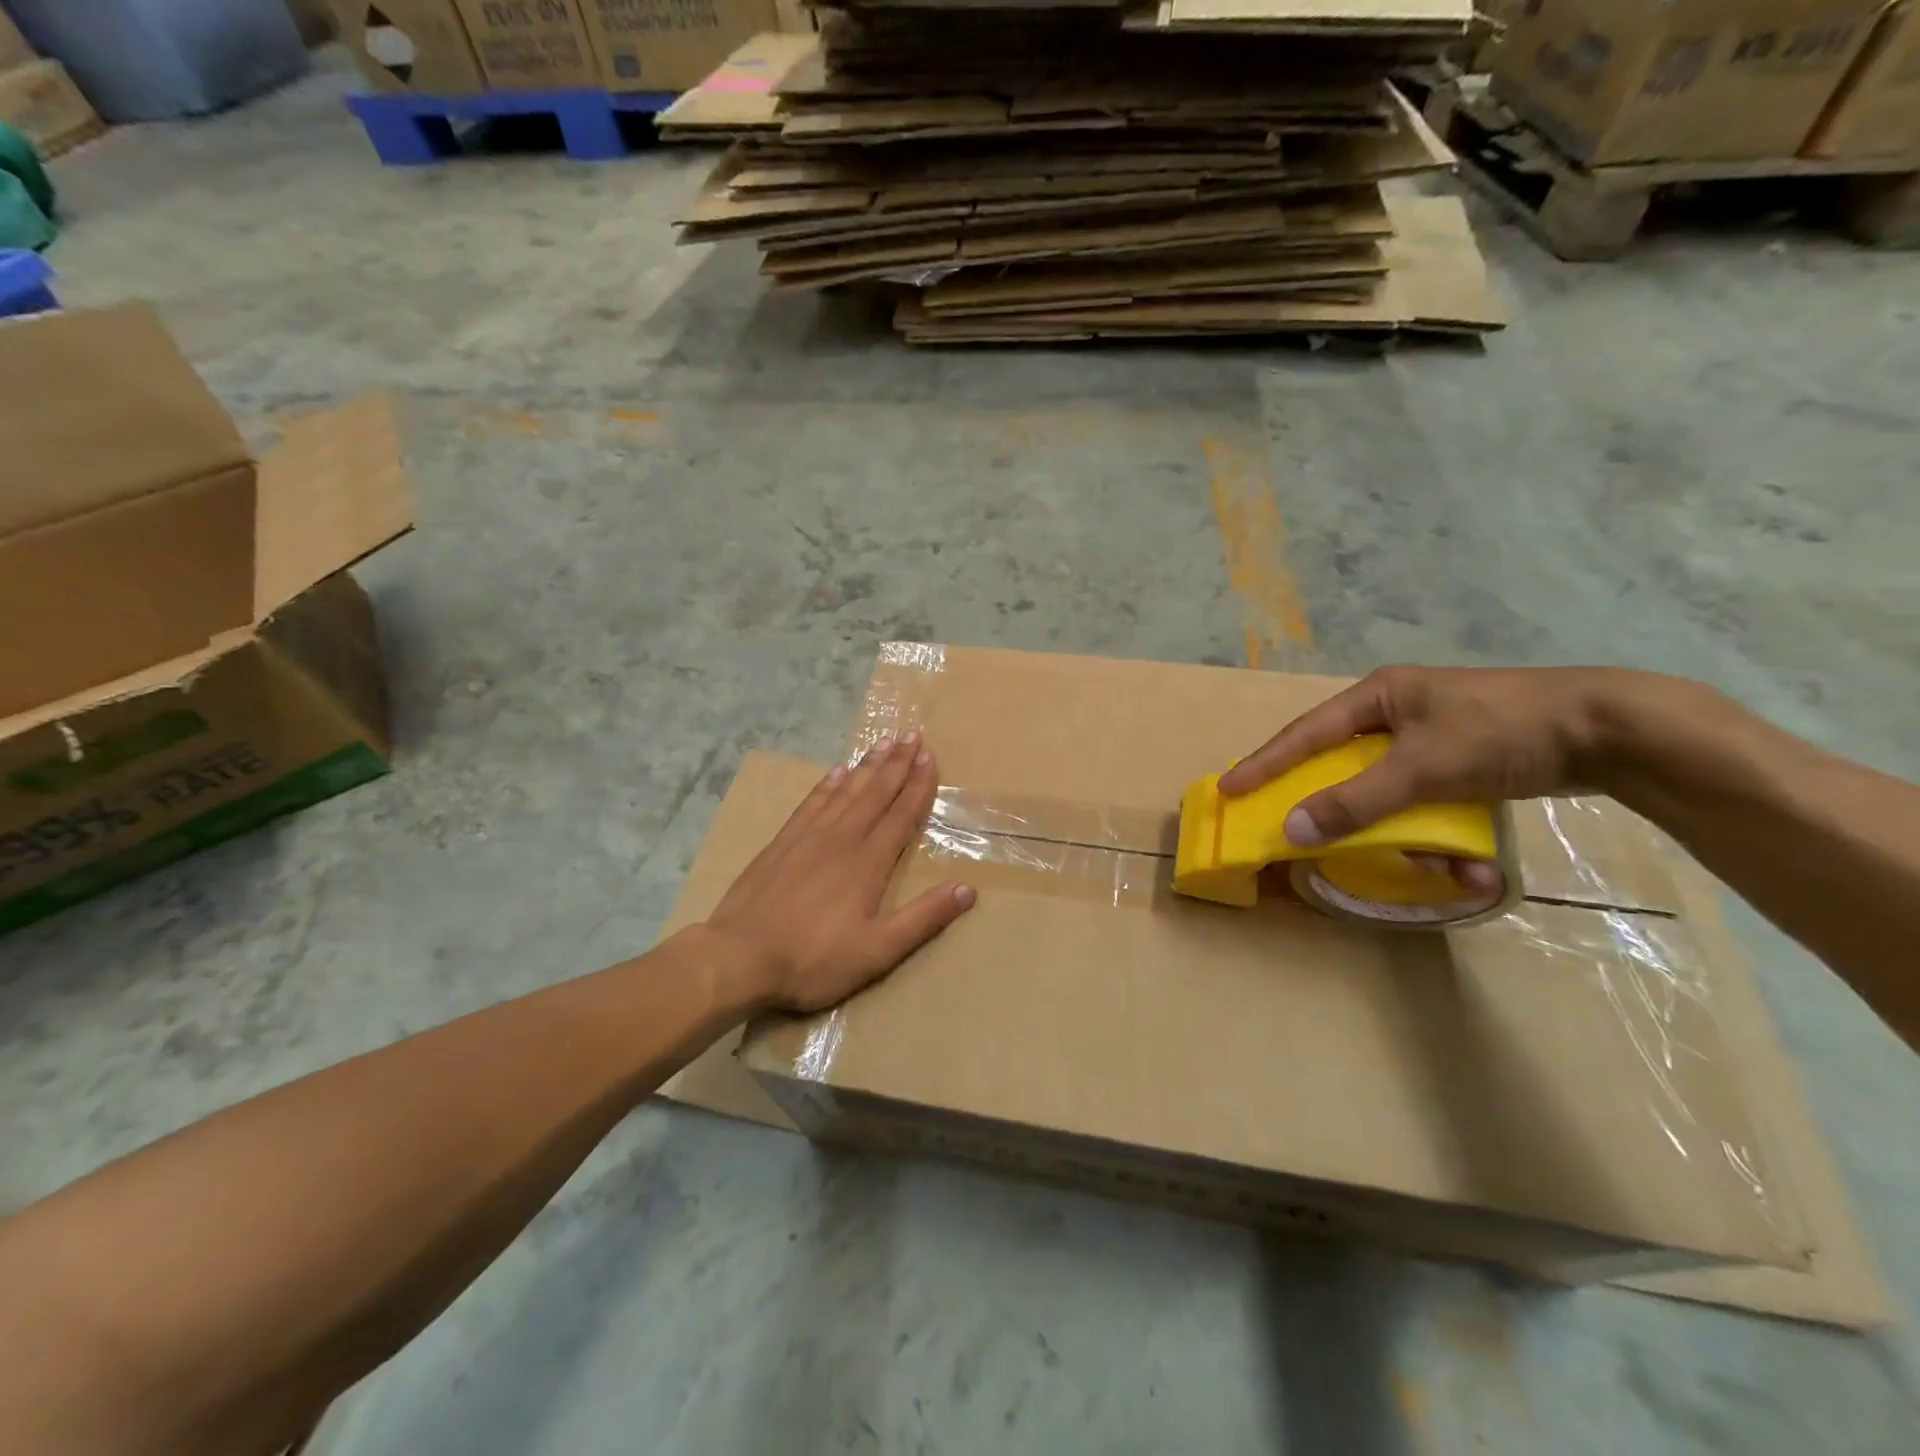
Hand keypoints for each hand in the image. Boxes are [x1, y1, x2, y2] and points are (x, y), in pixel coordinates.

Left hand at [706, 732, 975, 1012]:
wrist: (738, 957)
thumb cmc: (813, 959)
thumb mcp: (878, 951)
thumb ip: (923, 919)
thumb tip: (968, 889)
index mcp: (869, 863)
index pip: (901, 815)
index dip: (918, 785)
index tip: (929, 757)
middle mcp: (842, 839)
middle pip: (875, 793)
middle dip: (897, 764)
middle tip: (911, 735)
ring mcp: (808, 837)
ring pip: (846, 791)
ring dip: (867, 766)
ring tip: (883, 742)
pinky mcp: (782, 843)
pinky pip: (812, 803)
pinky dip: (828, 784)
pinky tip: (837, 771)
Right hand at [1218, 666, 1635, 849]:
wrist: (1613, 730)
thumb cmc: (1500, 733)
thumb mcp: (1421, 768)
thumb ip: (1355, 801)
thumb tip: (1292, 830)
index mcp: (1379, 697)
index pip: (1305, 733)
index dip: (1265, 763)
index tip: (1229, 790)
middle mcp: (1398, 713)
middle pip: (1346, 766)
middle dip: (1342, 810)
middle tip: (1307, 833)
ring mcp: (1433, 737)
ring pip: (1391, 793)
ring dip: (1408, 836)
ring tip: (1444, 868)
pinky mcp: (1465, 761)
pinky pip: (1430, 803)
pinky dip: (1443, 835)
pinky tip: (1473, 863)